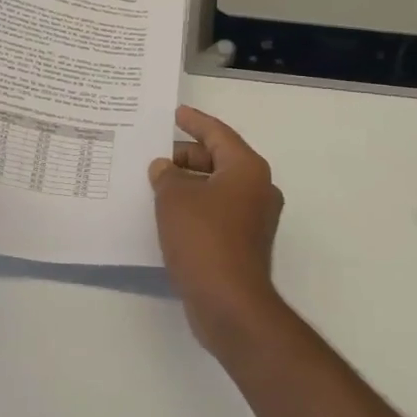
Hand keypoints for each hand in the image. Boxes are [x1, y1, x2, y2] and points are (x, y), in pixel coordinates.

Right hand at [149, 106, 285, 351]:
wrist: (230, 303)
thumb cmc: (204, 238)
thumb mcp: (175, 198)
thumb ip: (166, 175)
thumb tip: (164, 168)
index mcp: (247, 168)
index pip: (218, 133)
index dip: (195, 121)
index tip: (176, 113)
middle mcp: (258, 188)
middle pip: (220, 159)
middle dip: (188, 156)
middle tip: (158, 154)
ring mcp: (255, 219)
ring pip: (219, 187)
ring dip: (190, 183)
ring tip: (158, 182)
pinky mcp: (246, 243)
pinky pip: (218, 211)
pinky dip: (196, 205)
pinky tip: (170, 213)